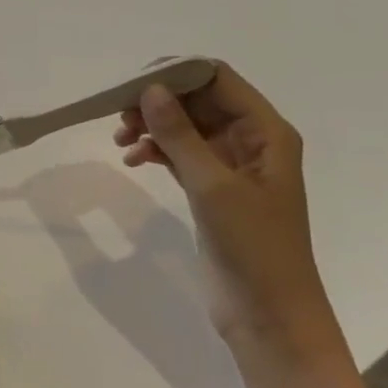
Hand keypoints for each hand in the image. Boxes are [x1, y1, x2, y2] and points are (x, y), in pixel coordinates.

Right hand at [112, 63, 330, 346]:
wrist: (269, 314)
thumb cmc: (253, 246)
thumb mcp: (213, 186)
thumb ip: (180, 135)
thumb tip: (151, 90)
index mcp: (266, 132)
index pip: (218, 79)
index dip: (177, 74)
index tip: (133, 85)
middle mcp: (250, 141)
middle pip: (198, 100)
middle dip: (158, 102)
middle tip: (119, 116)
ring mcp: (229, 166)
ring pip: (185, 127)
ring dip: (152, 126)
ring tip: (121, 140)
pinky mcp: (211, 189)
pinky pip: (179, 154)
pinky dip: (155, 151)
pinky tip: (132, 160)